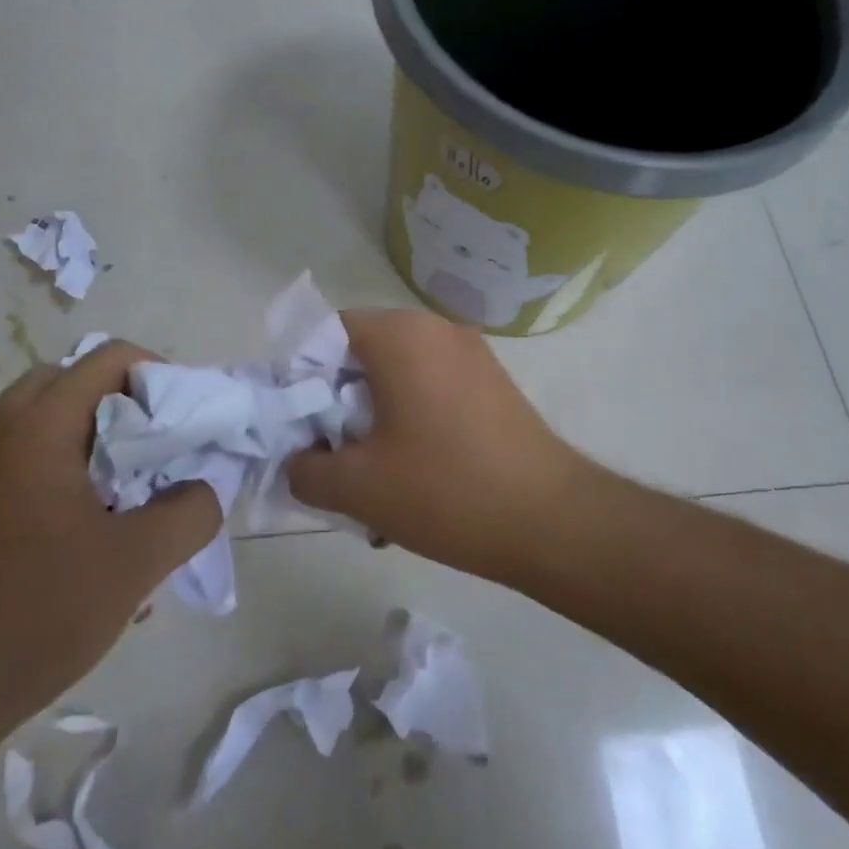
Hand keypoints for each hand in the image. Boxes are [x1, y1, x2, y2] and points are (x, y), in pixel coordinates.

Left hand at [0, 341, 220, 741]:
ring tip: (129, 494)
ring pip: (46, 425)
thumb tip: (202, 489)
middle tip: (158, 451)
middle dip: (125, 405)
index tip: (185, 424)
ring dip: (94, 441)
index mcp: (37, 428)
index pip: (108, 358)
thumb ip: (190, 512)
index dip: (158, 376)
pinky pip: (24, 465)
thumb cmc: (31, 615)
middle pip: (72, 383)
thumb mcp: (135, 563)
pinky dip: (65, 474)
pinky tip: (88, 537)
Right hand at [286, 309, 588, 578]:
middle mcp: (436, 329)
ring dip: (375, 419)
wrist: (551, 519)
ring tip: (373, 478)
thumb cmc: (445, 490)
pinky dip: (411, 420)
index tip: (299, 426)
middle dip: (338, 404)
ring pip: (398, 376)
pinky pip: (432, 388)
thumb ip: (305, 469)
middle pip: (363, 354)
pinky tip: (413, 475)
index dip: (302, 376)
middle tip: (332, 457)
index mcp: (399, 335)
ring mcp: (471, 353)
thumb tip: (297, 460)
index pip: (326, 332)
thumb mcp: (358, 488)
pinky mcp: (492, 383)